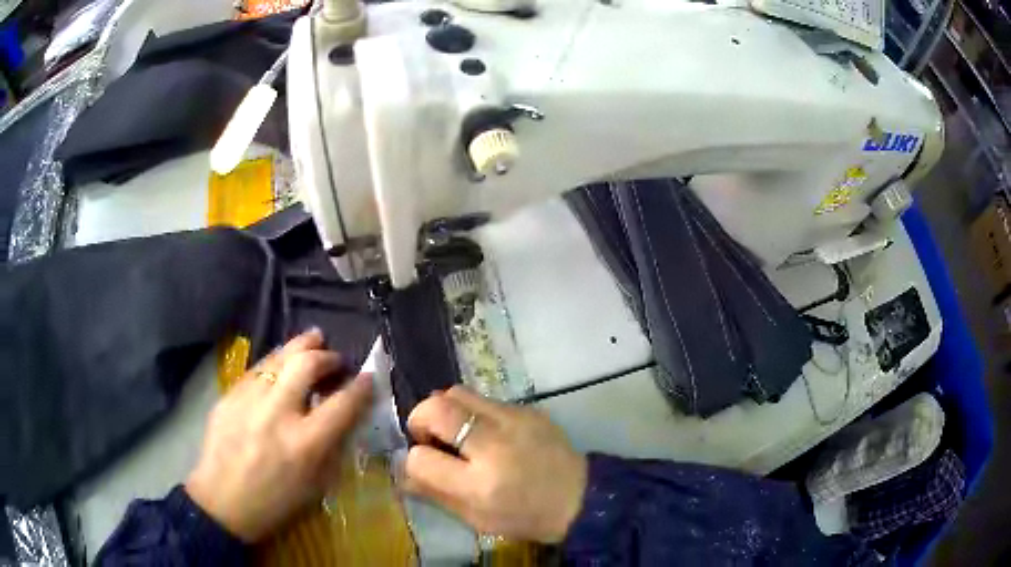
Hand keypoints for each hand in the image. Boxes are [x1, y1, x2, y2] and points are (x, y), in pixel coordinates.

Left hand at [185, 329, 371, 541]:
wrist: (223, 503)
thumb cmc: (277, 502)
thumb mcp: (317, 485)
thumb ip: (333, 446)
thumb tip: (346, 414)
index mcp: (305, 444)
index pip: (342, 403)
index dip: (361, 386)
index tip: (369, 376)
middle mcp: (277, 414)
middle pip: (307, 364)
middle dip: (328, 356)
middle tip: (335, 358)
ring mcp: (248, 400)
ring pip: (279, 357)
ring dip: (300, 346)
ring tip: (313, 340)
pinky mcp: (228, 396)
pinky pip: (256, 369)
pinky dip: (275, 362)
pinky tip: (280, 364)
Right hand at [403, 387, 587, 542]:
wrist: (580, 498)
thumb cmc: (525, 516)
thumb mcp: (477, 519)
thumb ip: (435, 494)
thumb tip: (403, 474)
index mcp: (480, 485)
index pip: (421, 459)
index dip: (414, 459)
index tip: (423, 462)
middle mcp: (494, 446)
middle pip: (436, 409)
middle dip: (419, 418)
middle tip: (429, 436)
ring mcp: (513, 421)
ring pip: (457, 392)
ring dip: (444, 409)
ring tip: (455, 430)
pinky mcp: (528, 408)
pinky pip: (485, 399)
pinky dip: (473, 412)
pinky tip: (486, 432)